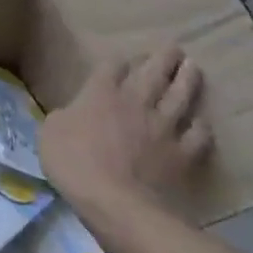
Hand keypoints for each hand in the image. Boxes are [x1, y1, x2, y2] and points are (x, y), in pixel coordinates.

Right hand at [41, 46, 209, 218]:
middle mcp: (136, 101)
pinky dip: (201, 126)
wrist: (118, 204)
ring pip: (181, 95)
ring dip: (188, 79)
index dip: (117, 61)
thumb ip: (64, 117)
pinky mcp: (184, 153)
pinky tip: (202, 123)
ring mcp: (165, 126)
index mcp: (101, 93)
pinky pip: (199, 134)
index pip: (112, 65)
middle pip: (154, 71)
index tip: (120, 61)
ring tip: (193, 68)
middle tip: (174, 48)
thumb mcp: (50, 134)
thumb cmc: (75, 164)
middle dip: (163, 57)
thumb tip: (72, 114)